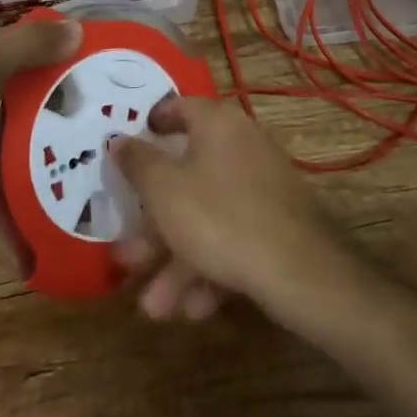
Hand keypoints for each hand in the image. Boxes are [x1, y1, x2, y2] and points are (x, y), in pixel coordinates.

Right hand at [111, 95, 347, 320]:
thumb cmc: (217, 215)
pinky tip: (194, 308)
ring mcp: (263, 185)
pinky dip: (211, 267)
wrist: (297, 269)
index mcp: (217, 124)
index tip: (130, 143)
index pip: (181, 107)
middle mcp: (243, 146)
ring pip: (208, 217)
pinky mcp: (277, 223)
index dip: (154, 122)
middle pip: (188, 178)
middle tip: (128, 255)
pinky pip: (234, 237)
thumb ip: (136, 162)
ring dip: (177, 260)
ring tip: (156, 308)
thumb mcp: (163, 189)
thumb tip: (118, 138)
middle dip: (155, 224)